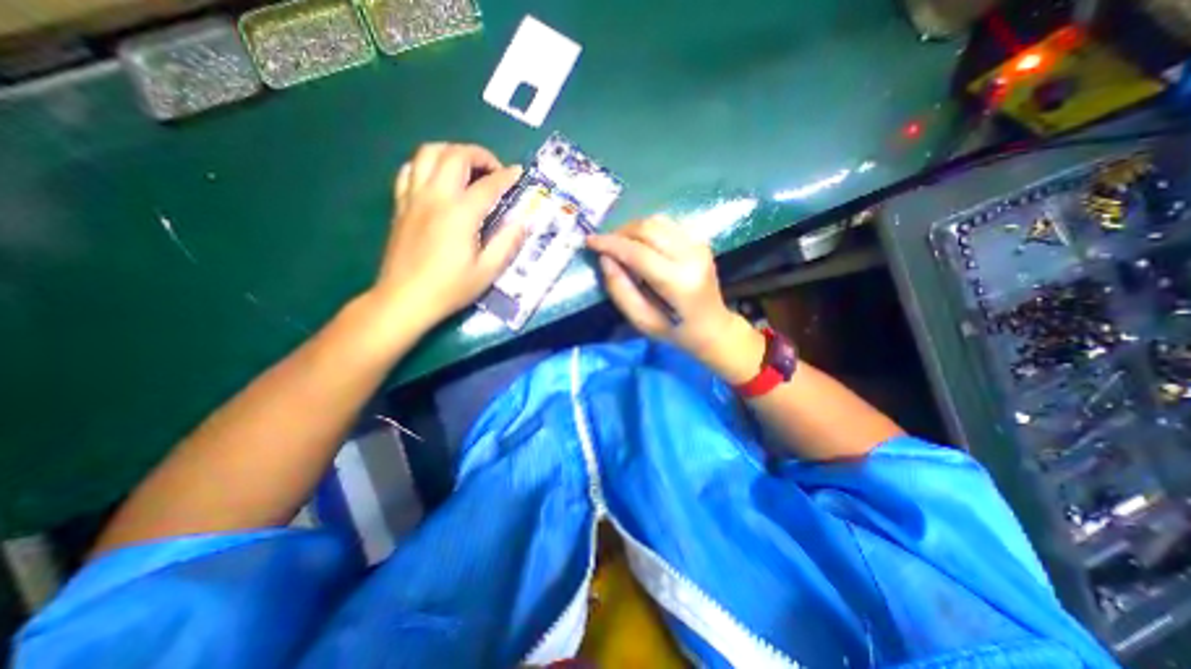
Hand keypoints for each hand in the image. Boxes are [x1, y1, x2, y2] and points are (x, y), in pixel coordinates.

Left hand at [372, 141, 522, 329]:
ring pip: (428, 153)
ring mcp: (413, 198)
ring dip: (452, 152)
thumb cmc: (450, 288)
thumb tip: (523, 221)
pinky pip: (409, 170)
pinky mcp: (400, 205)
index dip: (507, 176)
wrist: (405, 299)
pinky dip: (426, 164)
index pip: (488, 184)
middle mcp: (435, 197)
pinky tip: (437, 179)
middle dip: (479, 155)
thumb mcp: (487, 271)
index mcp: (460, 214)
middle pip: (455, 155)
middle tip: (494, 170)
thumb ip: (507, 242)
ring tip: (467, 168)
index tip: (519, 174)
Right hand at [585, 214, 762, 379]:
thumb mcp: (642, 322)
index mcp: (679, 283)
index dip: (611, 244)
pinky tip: (640, 244)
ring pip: (657, 221)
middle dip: (620, 233)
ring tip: (620, 245)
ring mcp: (699, 246)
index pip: (638, 253)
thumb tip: (605, 259)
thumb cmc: (676, 331)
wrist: (713, 327)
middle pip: (648, 229)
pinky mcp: (700, 241)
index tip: (589, 241)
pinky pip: (667, 225)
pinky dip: (647, 230)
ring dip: (632, 229)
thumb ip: (621, 291)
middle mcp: (692, 257)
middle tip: (604, 246)